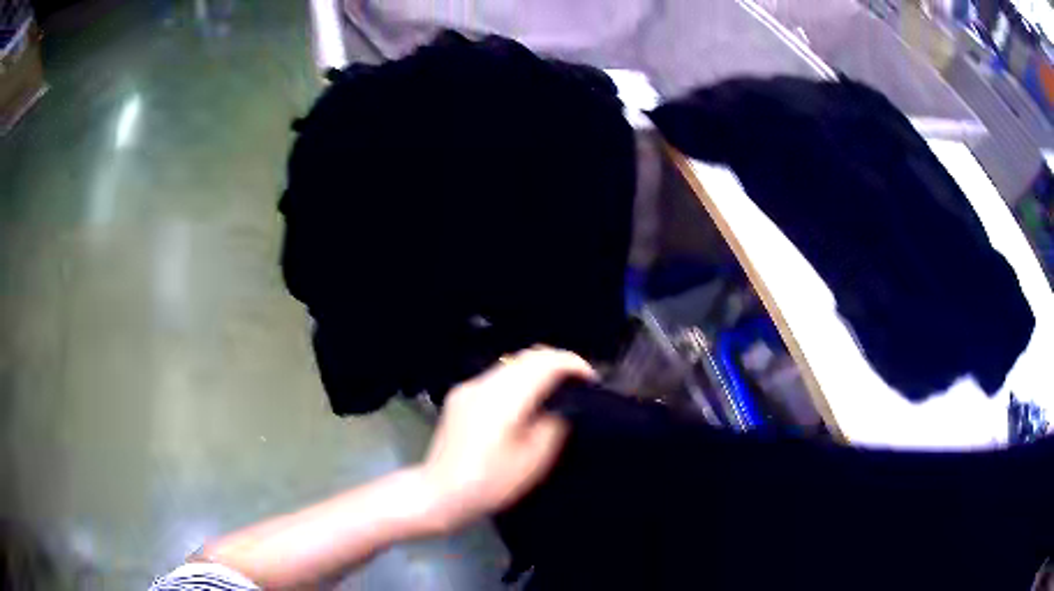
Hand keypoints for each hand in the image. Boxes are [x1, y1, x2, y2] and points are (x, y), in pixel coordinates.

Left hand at [416, 347, 595, 533]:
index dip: (573, 364)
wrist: (440, 493)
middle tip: (579, 381)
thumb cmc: (490, 483)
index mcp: (505, 398)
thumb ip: (553, 425)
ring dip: (537, 368)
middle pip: (527, 355)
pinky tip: (526, 399)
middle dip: (557, 361)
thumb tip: (561, 407)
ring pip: (510, 363)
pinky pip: (496, 376)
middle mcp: (484, 384)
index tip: (591, 379)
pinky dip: (518, 378)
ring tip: (557, 388)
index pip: (545, 362)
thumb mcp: (534, 460)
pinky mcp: (460, 396)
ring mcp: (468, 388)